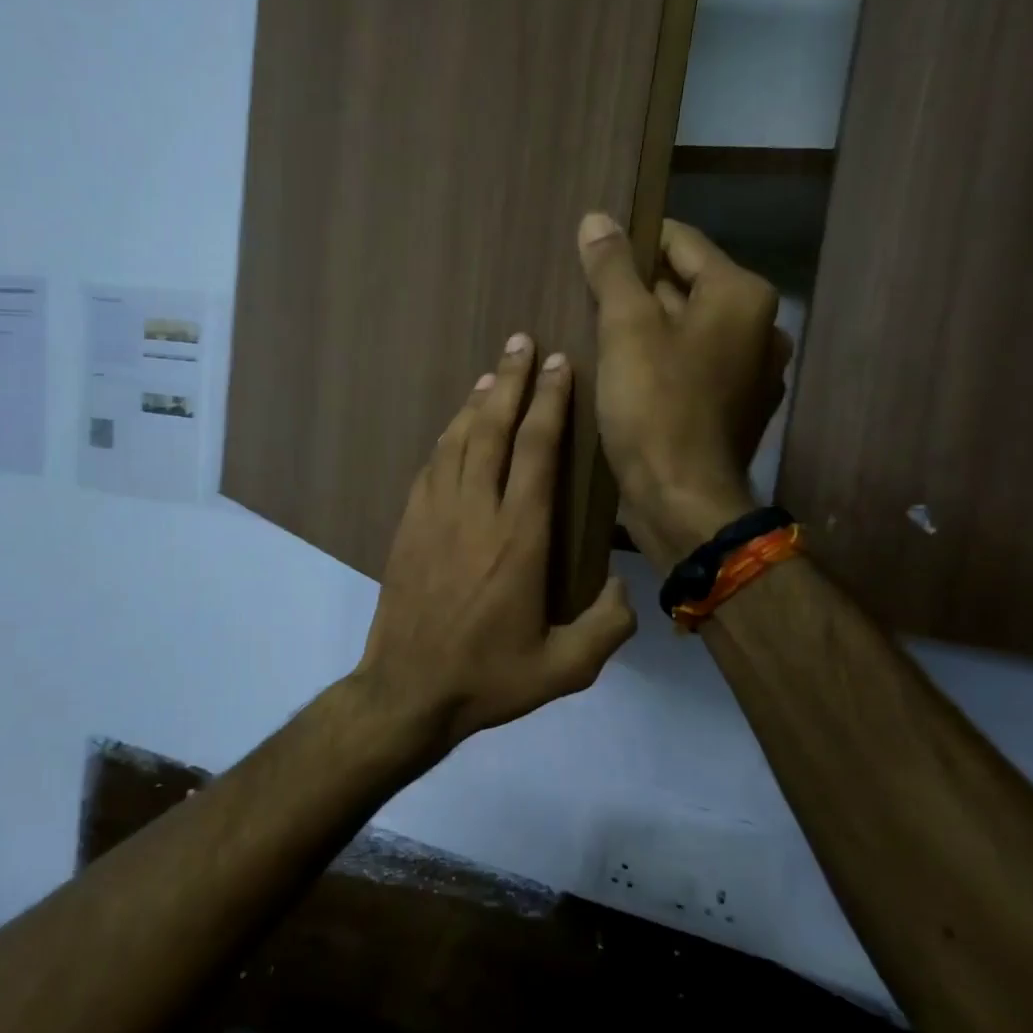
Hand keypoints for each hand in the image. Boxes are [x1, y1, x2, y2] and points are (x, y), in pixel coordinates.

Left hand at [353, 334, 637, 754]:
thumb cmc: (488, 678)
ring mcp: (434, 515)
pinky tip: (456, 427)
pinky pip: (431, 466)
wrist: (407, 690)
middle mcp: (475, 511)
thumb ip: (608, 626)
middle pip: (493, 429)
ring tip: (494, 372)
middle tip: (523, 342)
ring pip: (457, 440)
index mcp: (519, 537)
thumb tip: (625, 586)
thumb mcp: (565, 669)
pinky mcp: (408, 526)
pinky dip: (447, 437)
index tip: (559, 365)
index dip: (550, 402)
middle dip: (511, 381)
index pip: (536, 450)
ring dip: (477, 402)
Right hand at [576, 212, 792, 569]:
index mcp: (741, 295)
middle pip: (687, 287)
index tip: (593, 253)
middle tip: (588, 300)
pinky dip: (664, 364)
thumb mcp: (624, 329)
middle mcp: (760, 326)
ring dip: (649, 329)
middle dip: (639, 290)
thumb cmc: (655, 407)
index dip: (634, 242)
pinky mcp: (736, 409)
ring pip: (689, 330)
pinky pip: (694, 367)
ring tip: (600, 337)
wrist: (683, 500)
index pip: (681, 242)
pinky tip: (628, 378)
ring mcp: (753, 372)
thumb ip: (612, 270)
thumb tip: (596, 219)